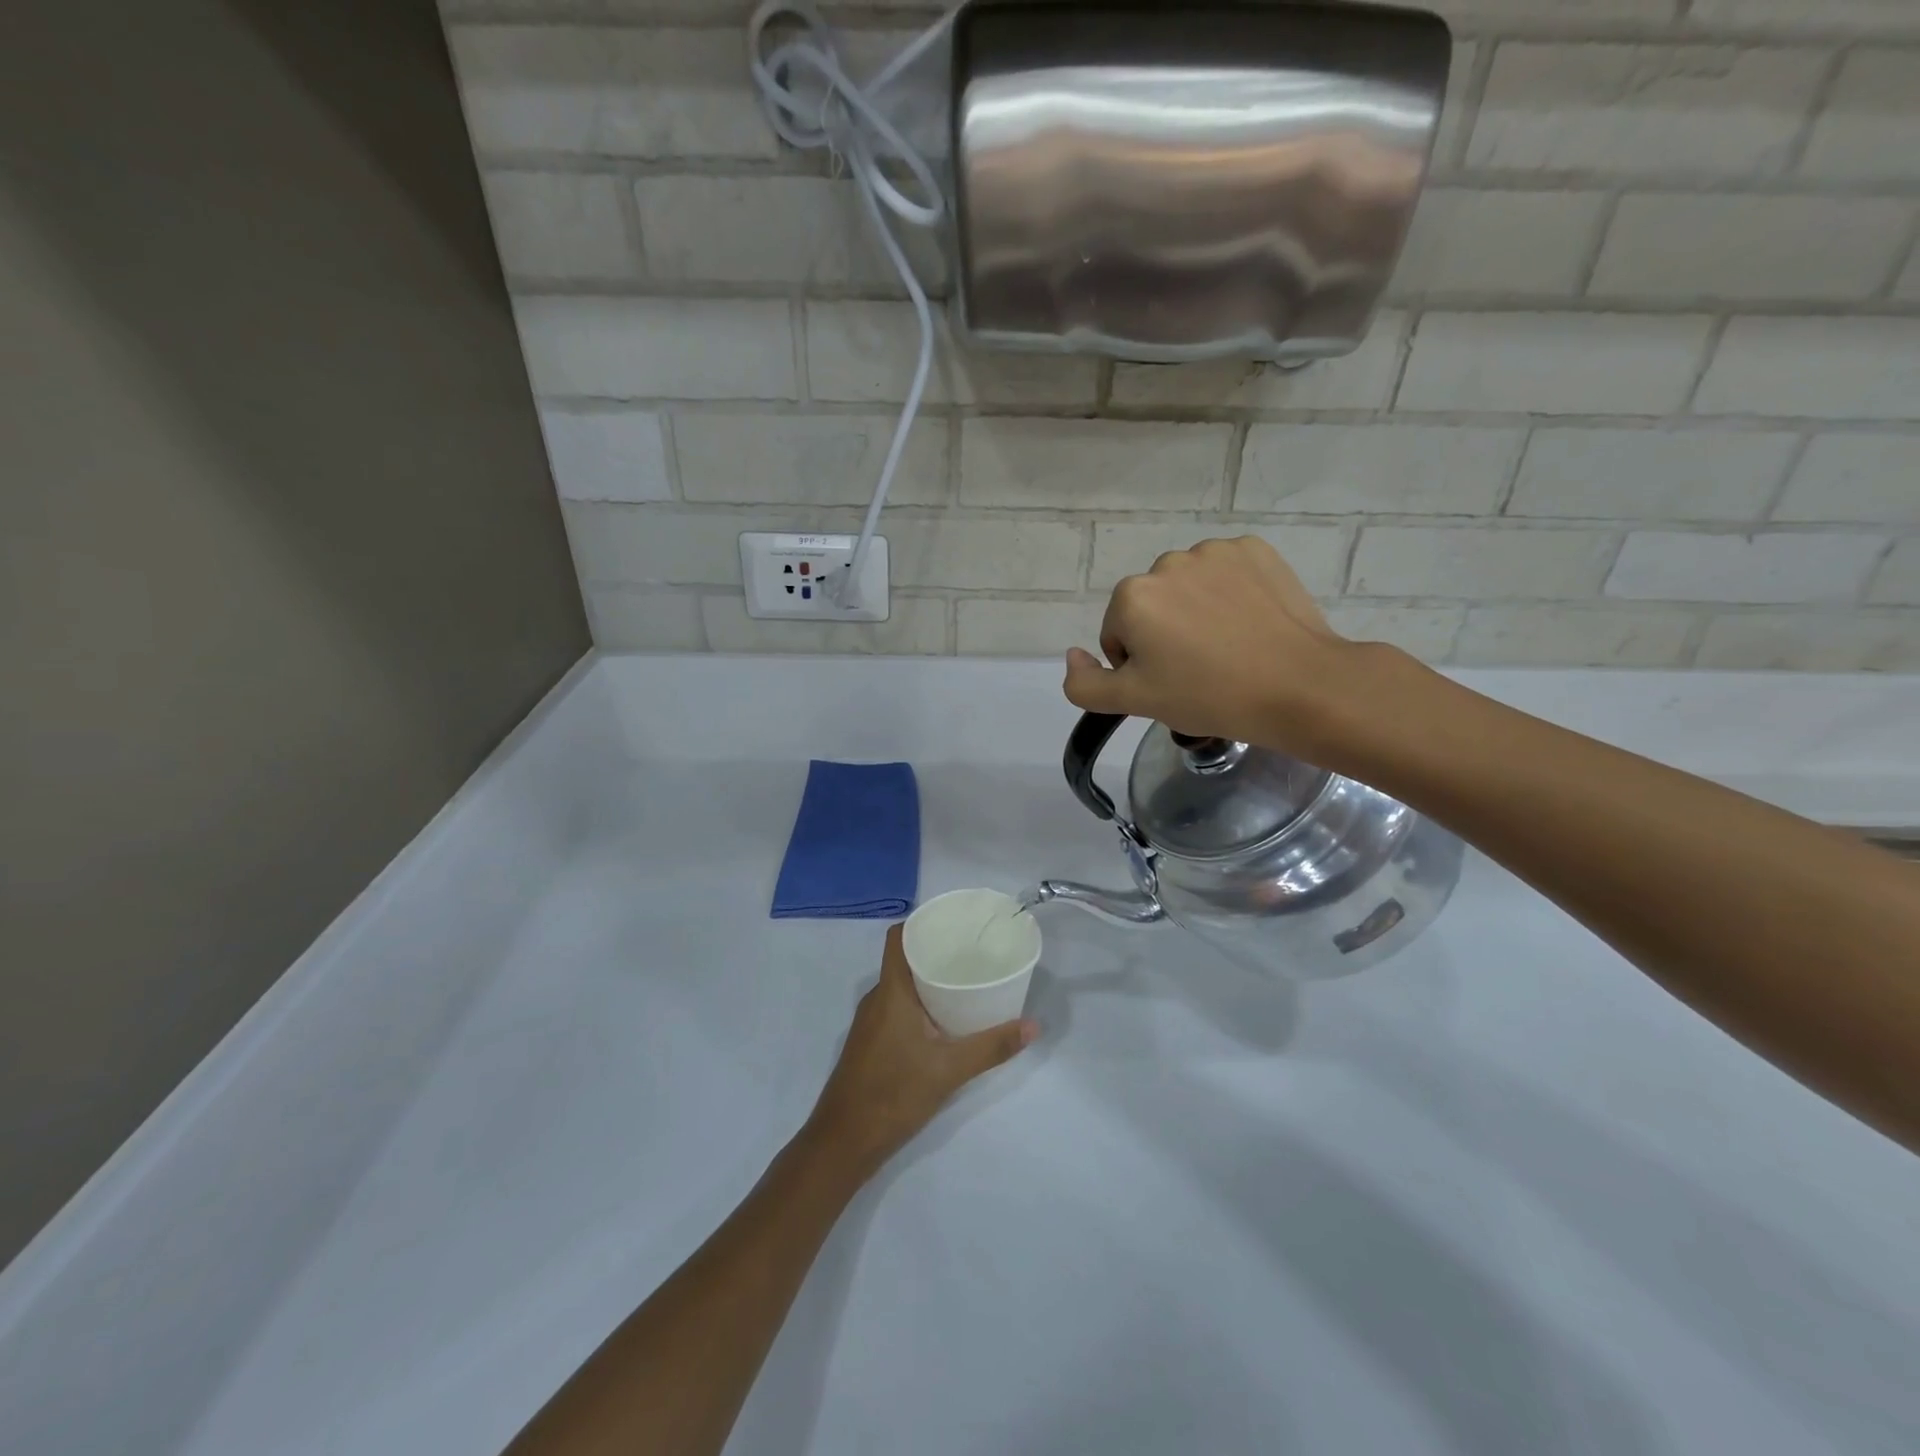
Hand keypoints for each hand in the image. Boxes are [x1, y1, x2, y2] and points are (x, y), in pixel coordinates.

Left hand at [806, 924, 1036, 1176]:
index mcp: (891, 991)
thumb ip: (991, 1047)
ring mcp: (870, 1022)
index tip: (953, 923)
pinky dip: (919, 1003)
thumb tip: (1033, 1026)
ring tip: (964, 981)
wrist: (844, 1141)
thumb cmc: (893, 1093)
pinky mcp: (871, 1042)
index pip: (898, 938)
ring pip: (901, 986)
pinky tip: (944, 1019)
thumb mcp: (950, 1070)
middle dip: (935, 951)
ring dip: (928, 979)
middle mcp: (877, 998)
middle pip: (904, 960)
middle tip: (972, 952)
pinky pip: (896, 1007)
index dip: (921, 923)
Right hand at [1061, 535, 1369, 759]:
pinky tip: (1251, 623)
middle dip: (1165, 634)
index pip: (1118, 636)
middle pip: (1151, 606)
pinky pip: (1226, 572)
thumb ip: (1085, 684)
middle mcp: (1167, 562)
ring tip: (1230, 647)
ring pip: (1188, 587)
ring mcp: (1215, 551)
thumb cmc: (1209, 696)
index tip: (1173, 684)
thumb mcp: (1135, 702)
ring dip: (1196, 611)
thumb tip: (1072, 656)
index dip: (1140, 666)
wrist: (1300, 686)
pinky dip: (1231, 594)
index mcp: (1132, 596)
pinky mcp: (1256, 550)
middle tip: (1201, 670)